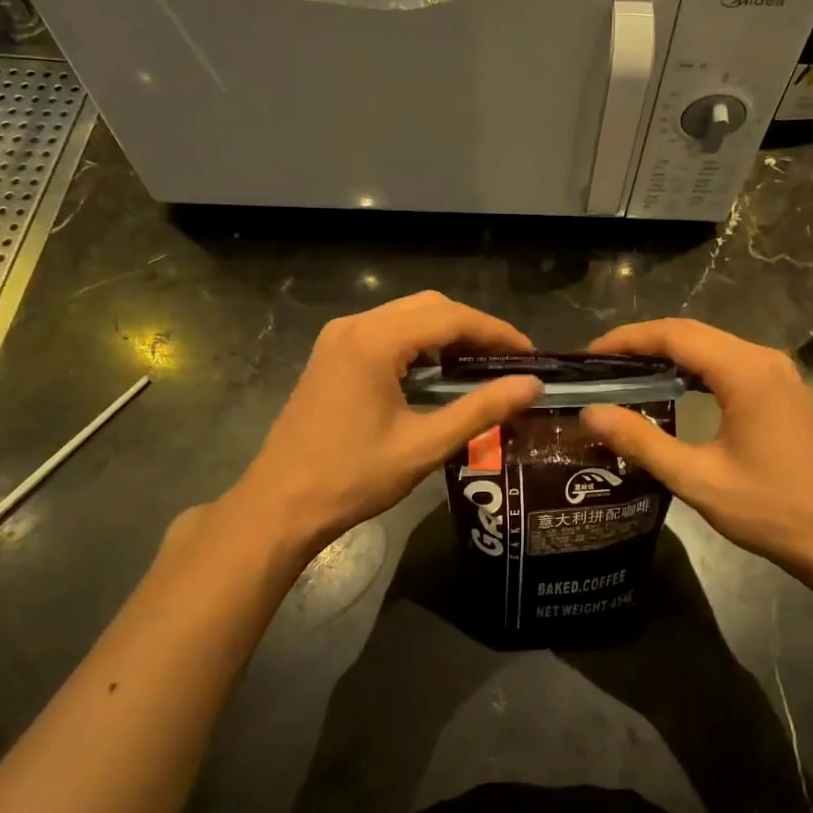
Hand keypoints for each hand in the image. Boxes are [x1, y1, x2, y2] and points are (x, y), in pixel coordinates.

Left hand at [197, 292, 540, 577]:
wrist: (280, 506)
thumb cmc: (352, 478)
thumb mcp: (424, 445)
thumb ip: (481, 410)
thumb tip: (532, 386)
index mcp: (375, 341)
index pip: (451, 318)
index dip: (496, 332)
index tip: (529, 354)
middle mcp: (354, 326)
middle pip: (430, 307)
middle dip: (473, 329)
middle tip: (508, 361)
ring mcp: (338, 337)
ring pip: (407, 316)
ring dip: (446, 334)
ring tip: (479, 367)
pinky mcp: (331, 354)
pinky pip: (386, 331)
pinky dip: (419, 344)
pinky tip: (436, 374)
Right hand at [578, 319, 812, 583]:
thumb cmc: (770, 509)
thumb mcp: (697, 479)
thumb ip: (641, 442)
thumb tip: (591, 413)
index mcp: (745, 372)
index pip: (675, 335)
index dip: (628, 339)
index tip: (589, 355)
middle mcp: (763, 359)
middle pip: (692, 333)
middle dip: (642, 343)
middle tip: (599, 366)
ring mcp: (777, 372)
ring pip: (711, 346)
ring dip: (667, 354)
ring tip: (625, 373)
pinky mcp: (781, 389)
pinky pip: (727, 362)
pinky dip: (693, 368)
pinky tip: (671, 388)